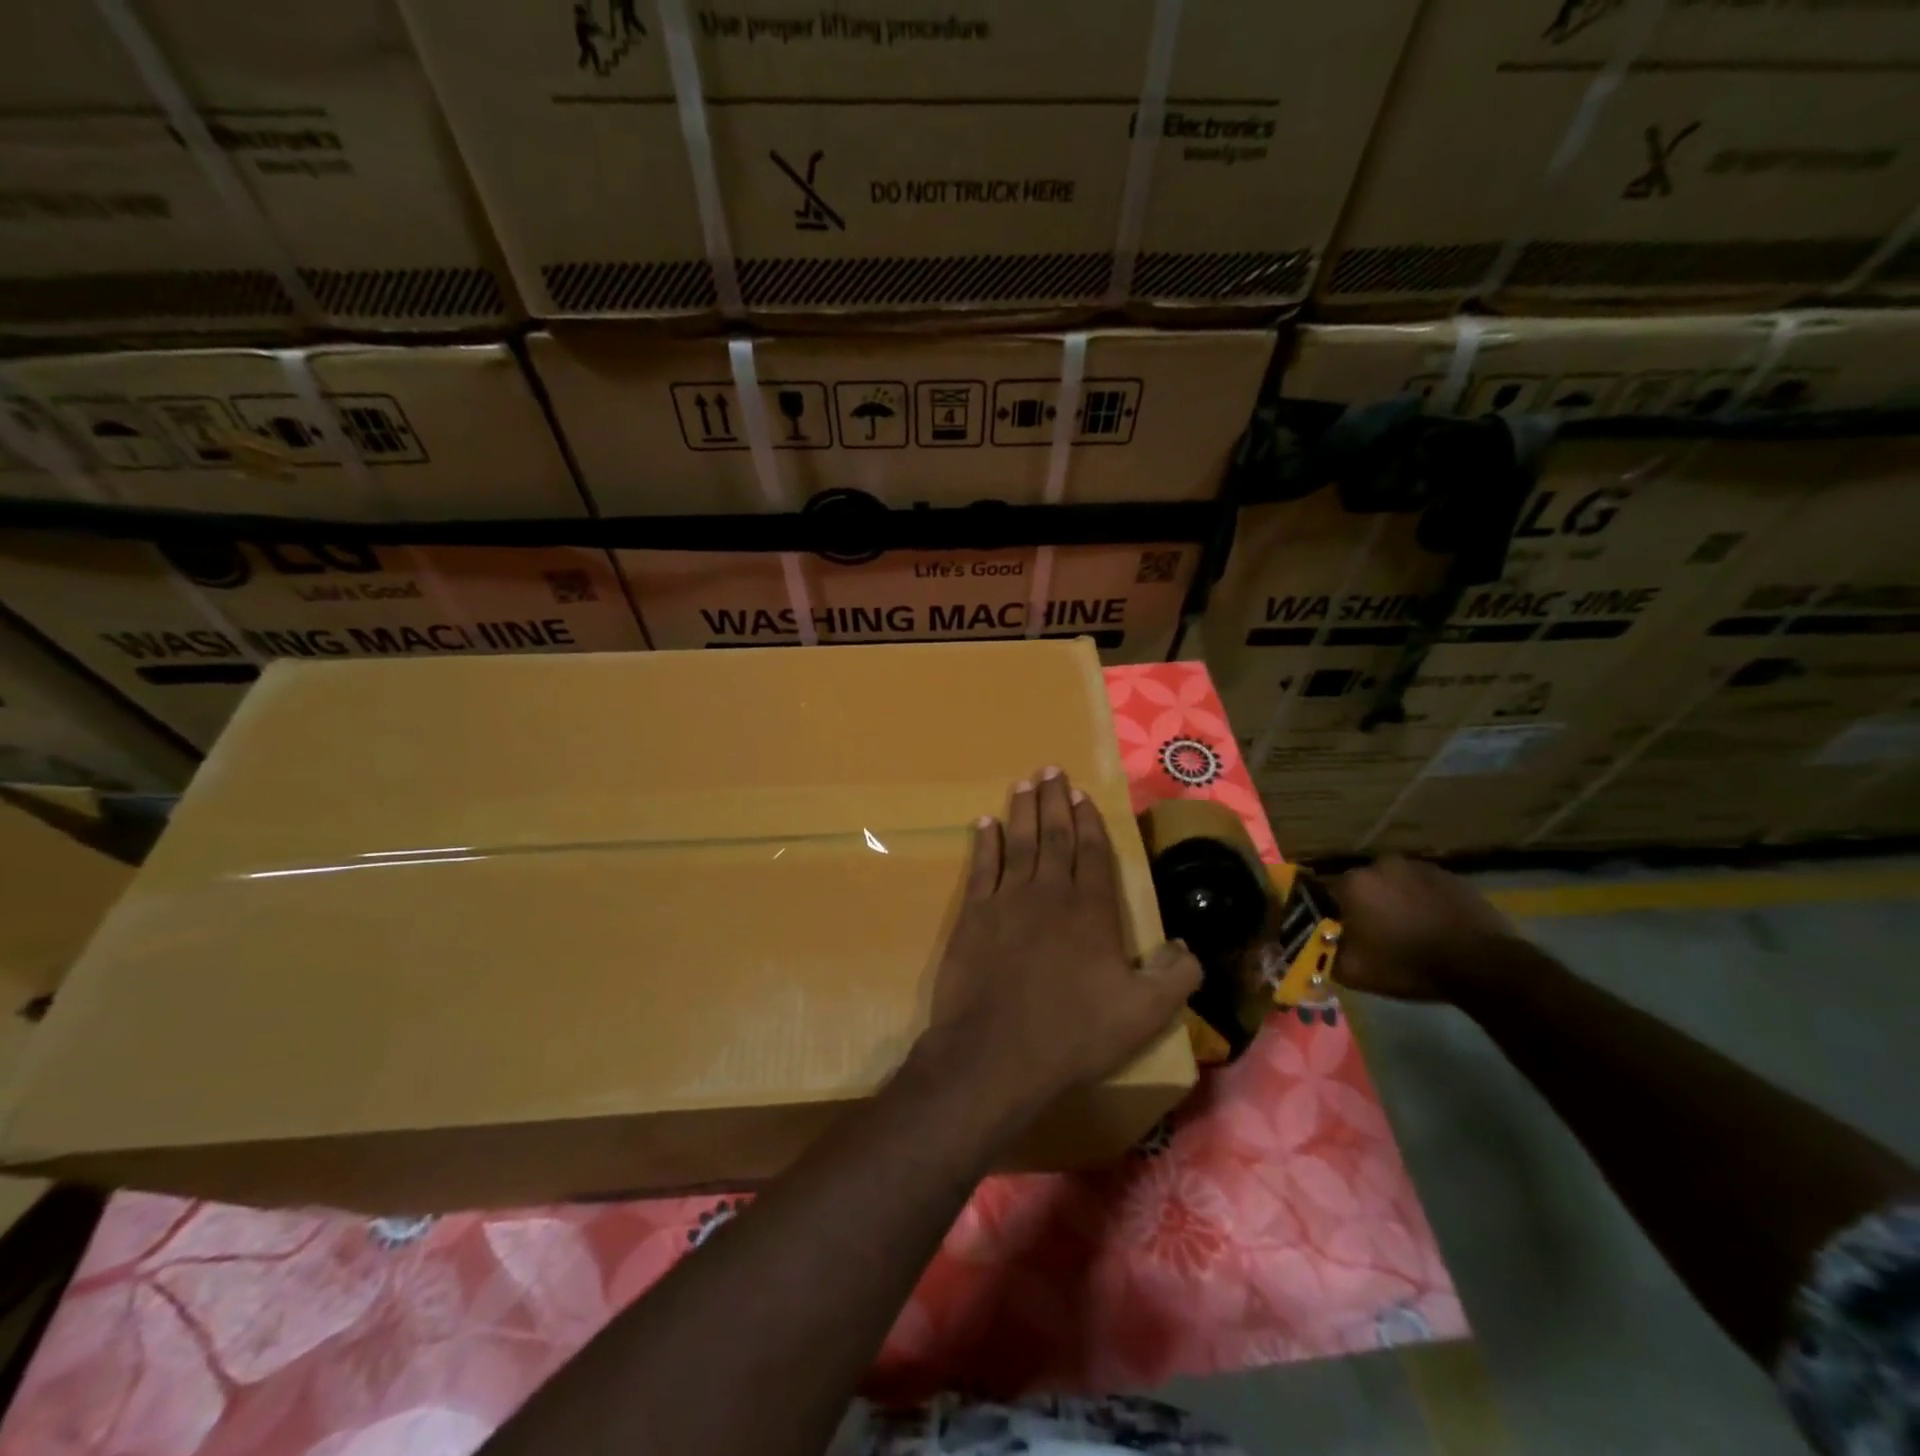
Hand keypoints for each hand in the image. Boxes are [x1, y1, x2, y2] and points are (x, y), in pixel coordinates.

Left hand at [918, 767, 1200, 1117]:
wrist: (997, 1053)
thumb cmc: (1074, 1033)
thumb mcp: (1144, 1014)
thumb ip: (1176, 976)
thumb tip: (1189, 946)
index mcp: (1091, 910)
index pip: (1092, 852)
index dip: (1088, 820)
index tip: (1081, 793)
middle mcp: (1049, 893)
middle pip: (1054, 836)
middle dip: (1054, 801)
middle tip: (1050, 769)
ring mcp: (1007, 900)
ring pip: (1017, 842)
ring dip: (1022, 810)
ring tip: (1024, 782)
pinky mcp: (973, 916)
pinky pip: (981, 867)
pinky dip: (984, 842)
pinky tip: (984, 823)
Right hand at [1331, 855, 1518, 1001]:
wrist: (1481, 964)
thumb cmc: (1408, 965)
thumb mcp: (1355, 972)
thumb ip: (1326, 955)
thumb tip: (1319, 948)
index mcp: (1353, 884)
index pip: (1325, 894)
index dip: (1331, 915)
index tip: (1339, 934)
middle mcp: (1380, 865)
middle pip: (1362, 886)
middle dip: (1363, 905)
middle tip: (1374, 933)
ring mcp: (1417, 867)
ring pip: (1393, 884)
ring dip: (1393, 901)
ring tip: (1406, 930)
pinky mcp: (1448, 875)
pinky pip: (1422, 887)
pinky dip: (1421, 901)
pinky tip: (1431, 925)